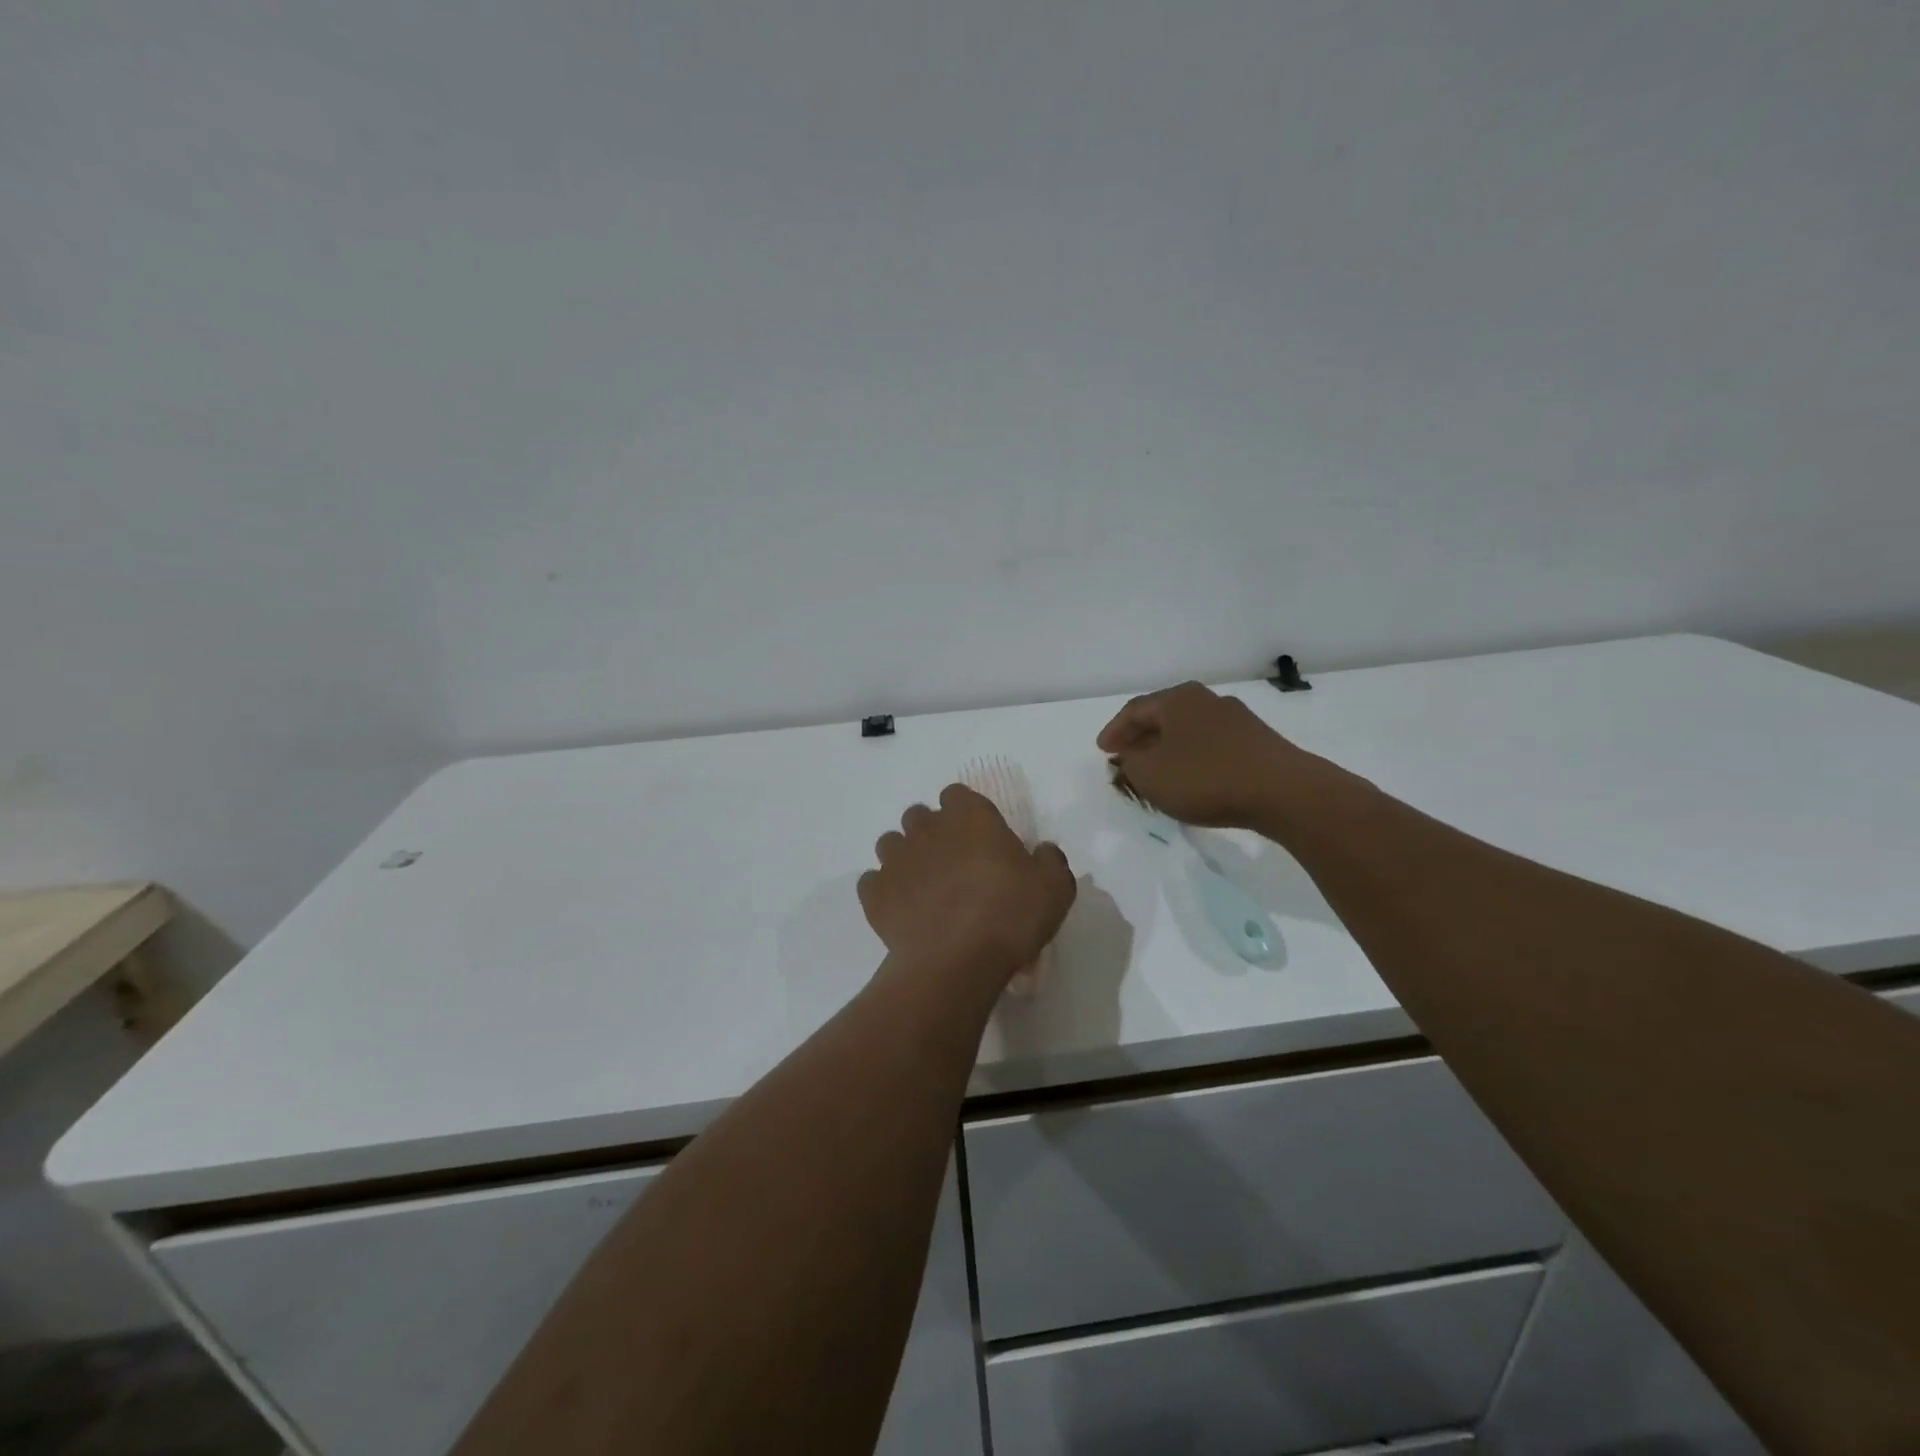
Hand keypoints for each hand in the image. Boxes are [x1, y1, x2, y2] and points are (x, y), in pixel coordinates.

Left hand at [860, 785, 1076, 984]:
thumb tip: (1042, 851)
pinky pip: (872, 882)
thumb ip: (1049, 859)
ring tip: (924, 888)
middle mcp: (927, 828)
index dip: (966, 813)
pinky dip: (884, 891)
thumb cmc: (1010, 914)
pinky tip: (902, 911)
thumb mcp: (1055, 886)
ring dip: (905, 858)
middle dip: (932, 833)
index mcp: (970, 816)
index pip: (957, 795)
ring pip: (891, 843)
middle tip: (953, 865)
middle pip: (920, 816)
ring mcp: (895, 859)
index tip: (979, 838)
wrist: (957, 960)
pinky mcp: (874, 893)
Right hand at [1098, 681, 1317, 829]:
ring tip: (1157, 770)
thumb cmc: (1206, 778)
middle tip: (1126, 756)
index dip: (1114, 730)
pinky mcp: (1258, 741)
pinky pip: (1212, 744)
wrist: (1283, 792)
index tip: (1103, 750)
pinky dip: (1193, 757)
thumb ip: (1131, 764)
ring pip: (1189, 730)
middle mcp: (1206, 700)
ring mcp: (1236, 718)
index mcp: (1177, 700)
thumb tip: (1131, 757)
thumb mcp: (1151, 775)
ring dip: (1168, 748)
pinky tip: (1192, 778)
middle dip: (1141, 737)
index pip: (1134, 710)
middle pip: (1163, 716)